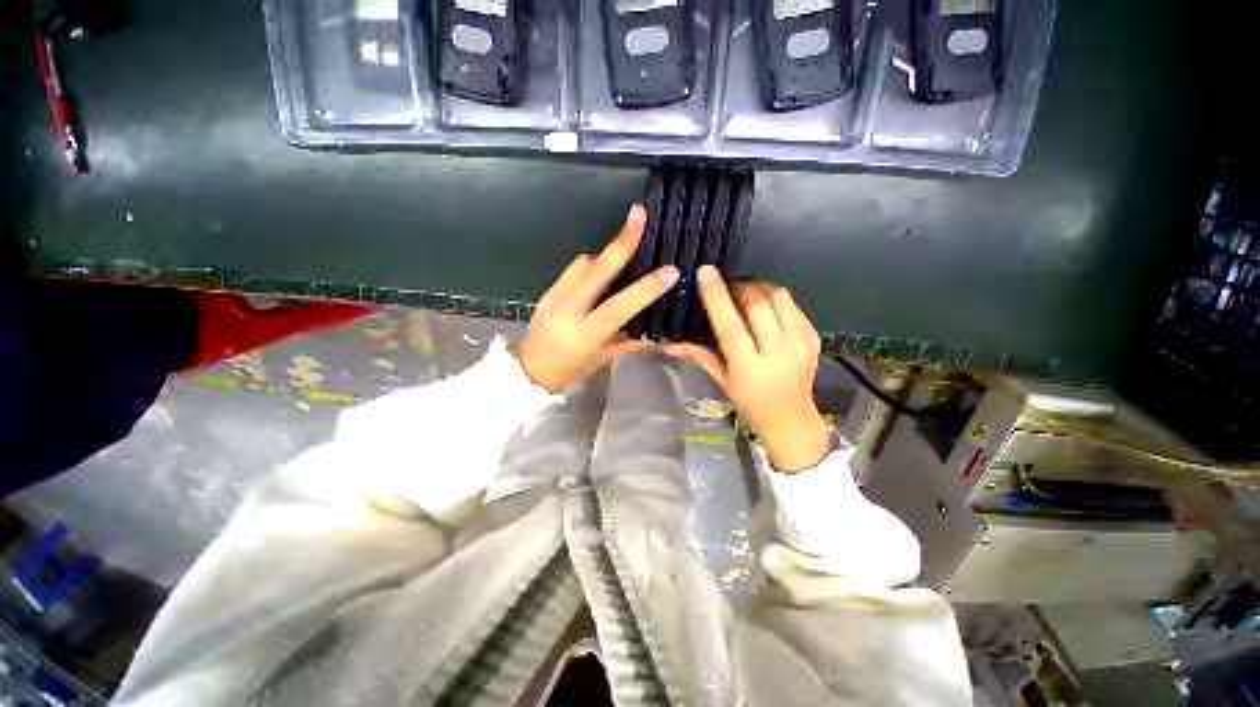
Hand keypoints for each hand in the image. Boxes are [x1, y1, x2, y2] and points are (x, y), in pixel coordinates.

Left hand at [519, 205, 678, 391]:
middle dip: (620, 242)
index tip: (669, 271)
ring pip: (584, 263)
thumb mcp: (605, 358)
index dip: (644, 289)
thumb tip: (663, 332)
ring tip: (626, 248)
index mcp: (584, 334)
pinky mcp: (547, 289)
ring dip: (607, 255)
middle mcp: (567, 310)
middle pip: (595, 270)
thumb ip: (633, 342)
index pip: (617, 308)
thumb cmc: (572, 370)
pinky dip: (591, 265)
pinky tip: (603, 270)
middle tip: (639, 214)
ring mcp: (554, 296)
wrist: (529, 370)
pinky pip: (574, 269)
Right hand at [665, 267, 829, 471]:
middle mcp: (779, 352)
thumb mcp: (722, 379)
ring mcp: (801, 343)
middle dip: (739, 288)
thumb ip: (698, 354)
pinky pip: (792, 304)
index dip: (716, 296)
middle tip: (727, 287)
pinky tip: (764, 307)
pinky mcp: (814, 336)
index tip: (706, 273)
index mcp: (750, 367)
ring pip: (778, 297)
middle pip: (758, 303)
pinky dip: (774, 298)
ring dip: (758, 288)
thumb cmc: (749, 401)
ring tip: (745, 294)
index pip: (731, 324)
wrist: (791, 417)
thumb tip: (670, 341)